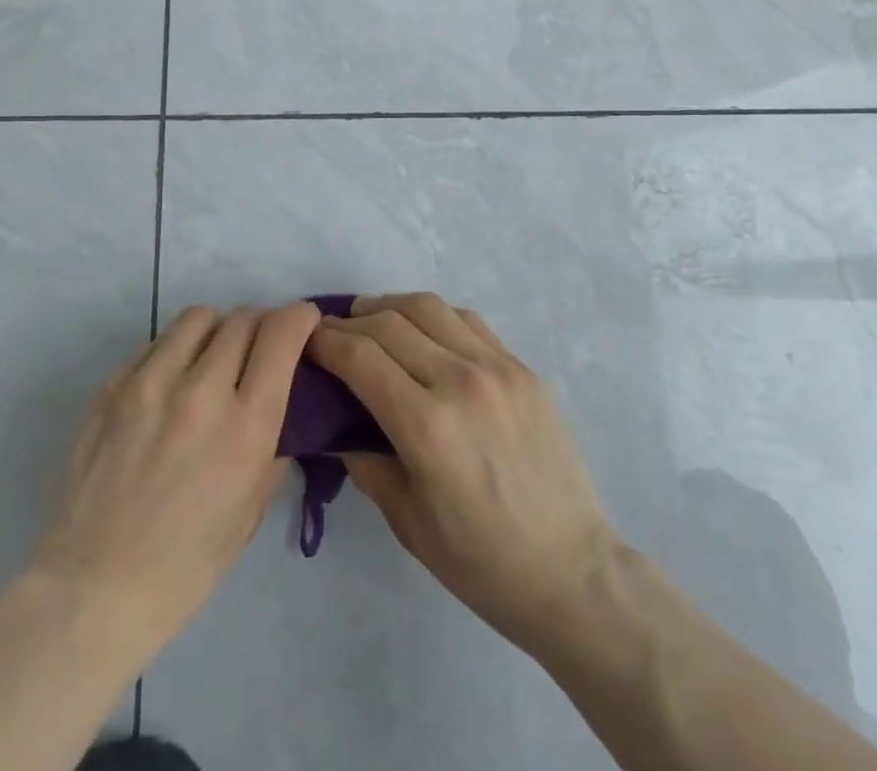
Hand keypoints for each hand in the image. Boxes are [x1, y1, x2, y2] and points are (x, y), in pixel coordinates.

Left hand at [26, 301, 320, 669]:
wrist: (95, 588)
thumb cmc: (188, 563)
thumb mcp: (253, 506)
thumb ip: (274, 440)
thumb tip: (282, 396)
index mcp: (246, 427)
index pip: (282, 334)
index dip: (300, 317)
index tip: (304, 323)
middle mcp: (202, 392)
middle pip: (244, 318)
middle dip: (263, 323)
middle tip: (261, 346)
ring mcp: (151, 383)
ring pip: (200, 316)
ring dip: (219, 328)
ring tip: (215, 356)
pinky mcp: (113, 385)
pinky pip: (158, 341)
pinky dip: (178, 349)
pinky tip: (173, 381)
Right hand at [305, 293, 621, 656]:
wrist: (571, 570)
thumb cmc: (481, 561)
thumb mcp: (407, 522)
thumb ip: (364, 462)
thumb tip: (335, 423)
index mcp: (426, 426)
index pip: (360, 357)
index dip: (325, 342)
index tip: (306, 342)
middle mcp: (460, 381)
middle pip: (388, 322)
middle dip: (349, 322)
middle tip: (331, 333)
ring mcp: (497, 368)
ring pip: (429, 307)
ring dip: (390, 306)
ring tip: (371, 319)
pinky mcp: (521, 367)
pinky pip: (467, 320)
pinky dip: (434, 316)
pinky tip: (423, 331)